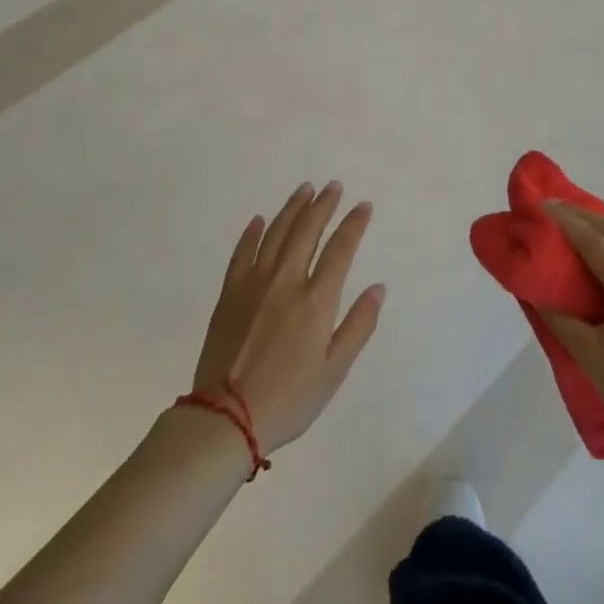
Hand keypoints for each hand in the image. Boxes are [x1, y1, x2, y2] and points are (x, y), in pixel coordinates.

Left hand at [192, 181, 385, 454]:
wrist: (225, 417)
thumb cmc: (289, 399)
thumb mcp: (335, 370)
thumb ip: (359, 325)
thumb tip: (378, 287)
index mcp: (316, 301)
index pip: (340, 249)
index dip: (354, 224)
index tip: (363, 206)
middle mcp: (285, 281)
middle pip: (306, 231)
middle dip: (323, 205)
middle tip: (333, 185)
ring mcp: (253, 284)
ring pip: (275, 233)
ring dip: (292, 209)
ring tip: (304, 189)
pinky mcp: (229, 294)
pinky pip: (242, 253)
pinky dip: (252, 233)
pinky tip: (259, 220)